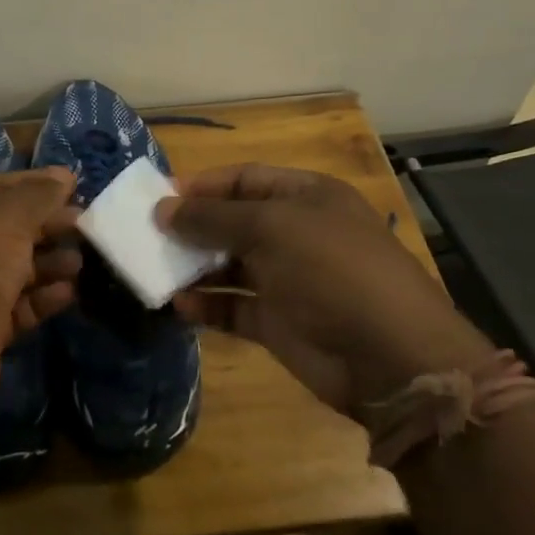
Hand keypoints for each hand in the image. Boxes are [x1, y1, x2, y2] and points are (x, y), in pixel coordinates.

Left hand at [0, 168, 81, 421]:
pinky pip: (20, 306)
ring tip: (81, 264)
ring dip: (51, 263)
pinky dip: (44, 299)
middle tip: (89, 228)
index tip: (78, 185)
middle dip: (50, 225)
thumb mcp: (6, 220)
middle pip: (12, 228)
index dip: (37, 183)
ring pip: (19, 269)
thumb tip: (63, 176)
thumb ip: (38, 196)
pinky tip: (69, 294)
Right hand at [158, 163, 492, 409]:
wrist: (388, 356)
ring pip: (229, 266)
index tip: (158, 197)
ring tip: (152, 271)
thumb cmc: (332, 270)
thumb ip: (213, 218)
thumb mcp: (272, 228)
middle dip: (192, 227)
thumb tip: (163, 209)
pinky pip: (233, 308)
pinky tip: (178, 306)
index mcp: (306, 197)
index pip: (246, 179)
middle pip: (233, 222)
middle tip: (145, 236)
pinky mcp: (278, 322)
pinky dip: (206, 306)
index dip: (204, 185)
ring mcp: (288, 280)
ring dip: (193, 268)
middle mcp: (296, 234)